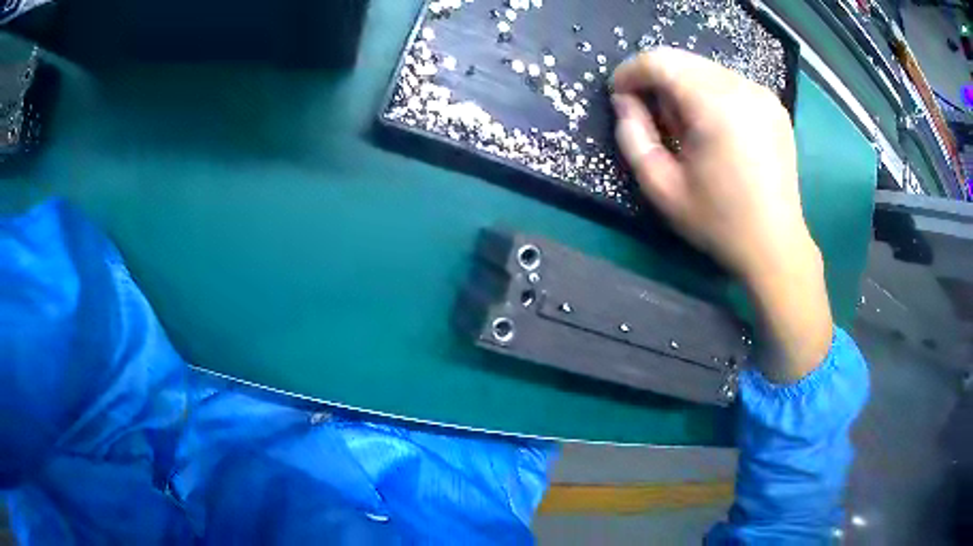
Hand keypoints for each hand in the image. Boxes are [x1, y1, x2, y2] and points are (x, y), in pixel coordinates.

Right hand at [611, 48, 832, 381]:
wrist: (776, 245)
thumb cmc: (719, 222)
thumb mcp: (662, 187)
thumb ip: (633, 137)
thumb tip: (624, 102)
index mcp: (715, 105)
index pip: (660, 61)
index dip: (630, 72)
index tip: (619, 95)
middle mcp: (742, 88)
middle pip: (683, 61)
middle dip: (656, 81)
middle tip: (650, 116)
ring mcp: (762, 94)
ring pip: (705, 69)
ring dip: (682, 87)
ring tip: (683, 126)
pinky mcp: (773, 105)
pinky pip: (728, 83)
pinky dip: (708, 94)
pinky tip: (712, 128)